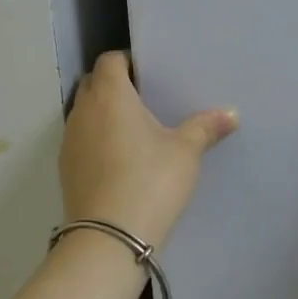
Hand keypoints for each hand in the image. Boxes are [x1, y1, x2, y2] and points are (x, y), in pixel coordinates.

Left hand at [60, 51, 237, 249]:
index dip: (126, 61)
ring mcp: (69, 141)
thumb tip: (232, 114)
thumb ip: (206, 128)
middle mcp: (83, 111)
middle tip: (144, 98)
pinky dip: (96, 139)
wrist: (110, 237)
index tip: (148, 72)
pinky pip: (80, 139)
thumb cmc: (150, 181)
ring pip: (83, 112)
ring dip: (102, 113)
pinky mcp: (65, 169)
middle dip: (113, 84)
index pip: (110, 61)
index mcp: (110, 96)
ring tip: (133, 129)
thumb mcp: (186, 153)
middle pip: (93, 84)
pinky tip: (119, 159)